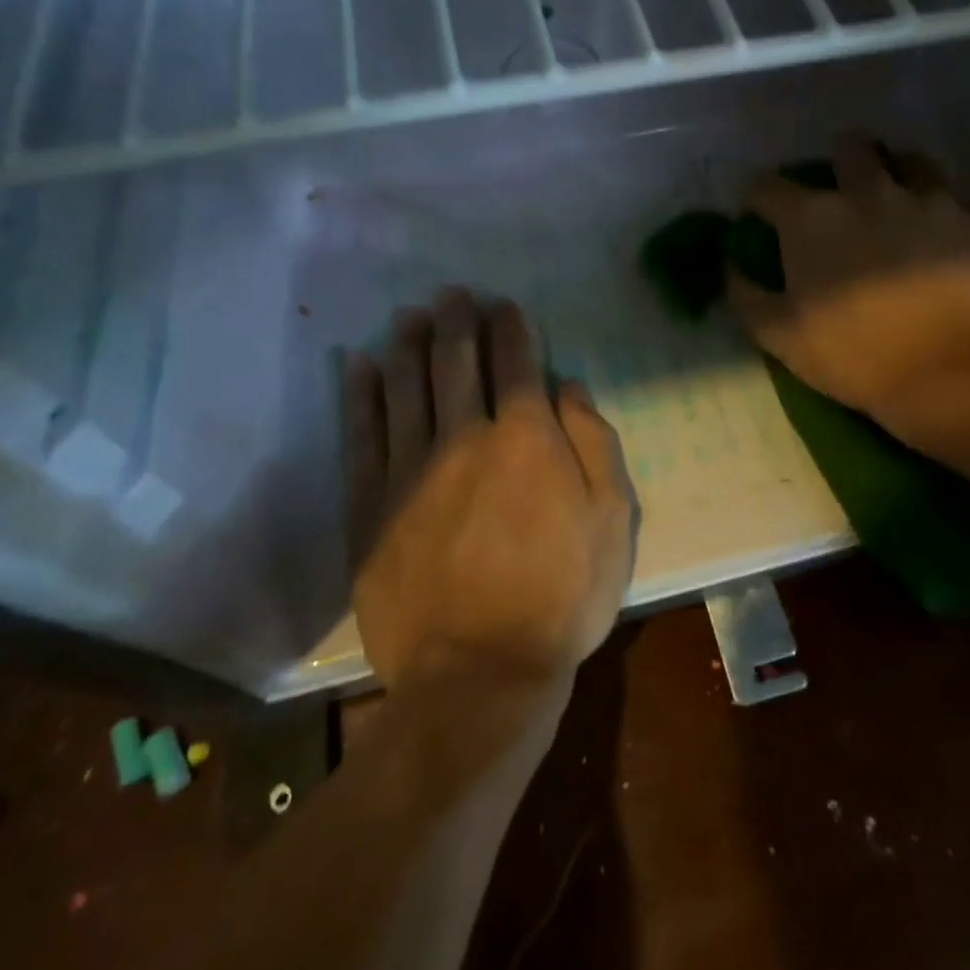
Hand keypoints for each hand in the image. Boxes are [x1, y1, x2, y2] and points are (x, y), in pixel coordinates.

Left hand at [344, 288, 636, 691]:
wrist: (478, 676)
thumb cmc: (561, 597)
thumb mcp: (612, 520)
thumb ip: (594, 443)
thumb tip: (568, 385)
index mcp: (528, 437)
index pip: (517, 363)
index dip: (511, 328)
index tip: (505, 306)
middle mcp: (466, 437)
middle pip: (456, 362)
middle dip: (457, 321)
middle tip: (452, 294)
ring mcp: (411, 468)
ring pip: (406, 386)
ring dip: (408, 344)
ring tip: (409, 315)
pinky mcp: (370, 504)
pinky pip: (361, 433)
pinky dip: (359, 394)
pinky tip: (357, 365)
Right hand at [726, 136, 969, 422]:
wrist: (948, 373)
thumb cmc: (853, 355)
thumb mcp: (779, 337)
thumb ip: (746, 296)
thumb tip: (730, 268)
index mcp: (813, 219)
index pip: (768, 185)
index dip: (758, 196)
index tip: (759, 212)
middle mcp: (868, 194)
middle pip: (850, 148)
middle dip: (839, 159)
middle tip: (841, 187)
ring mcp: (928, 201)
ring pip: (911, 160)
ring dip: (897, 172)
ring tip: (897, 197)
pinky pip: (956, 201)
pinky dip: (943, 212)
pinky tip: (942, 235)